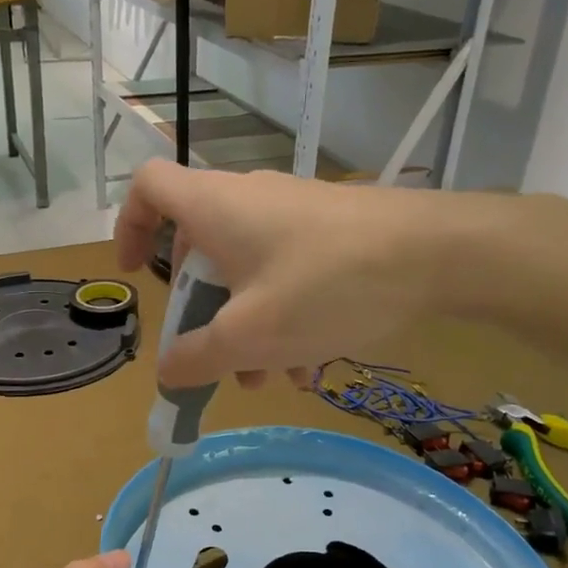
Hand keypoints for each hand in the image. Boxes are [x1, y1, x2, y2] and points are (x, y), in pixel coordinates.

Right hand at [114, 161, 503, 388]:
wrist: (438, 254)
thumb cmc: (327, 287)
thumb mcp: (251, 337)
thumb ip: (198, 358)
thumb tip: (166, 373)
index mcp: (214, 209)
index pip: (148, 188)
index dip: (129, 226)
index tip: (136, 275)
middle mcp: (249, 200)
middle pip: (198, 248)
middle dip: (200, 311)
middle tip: (215, 358)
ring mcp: (294, 213)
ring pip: (247, 270)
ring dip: (247, 326)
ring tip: (270, 379)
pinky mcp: (331, 231)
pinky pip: (287, 272)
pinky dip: (285, 315)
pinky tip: (312, 364)